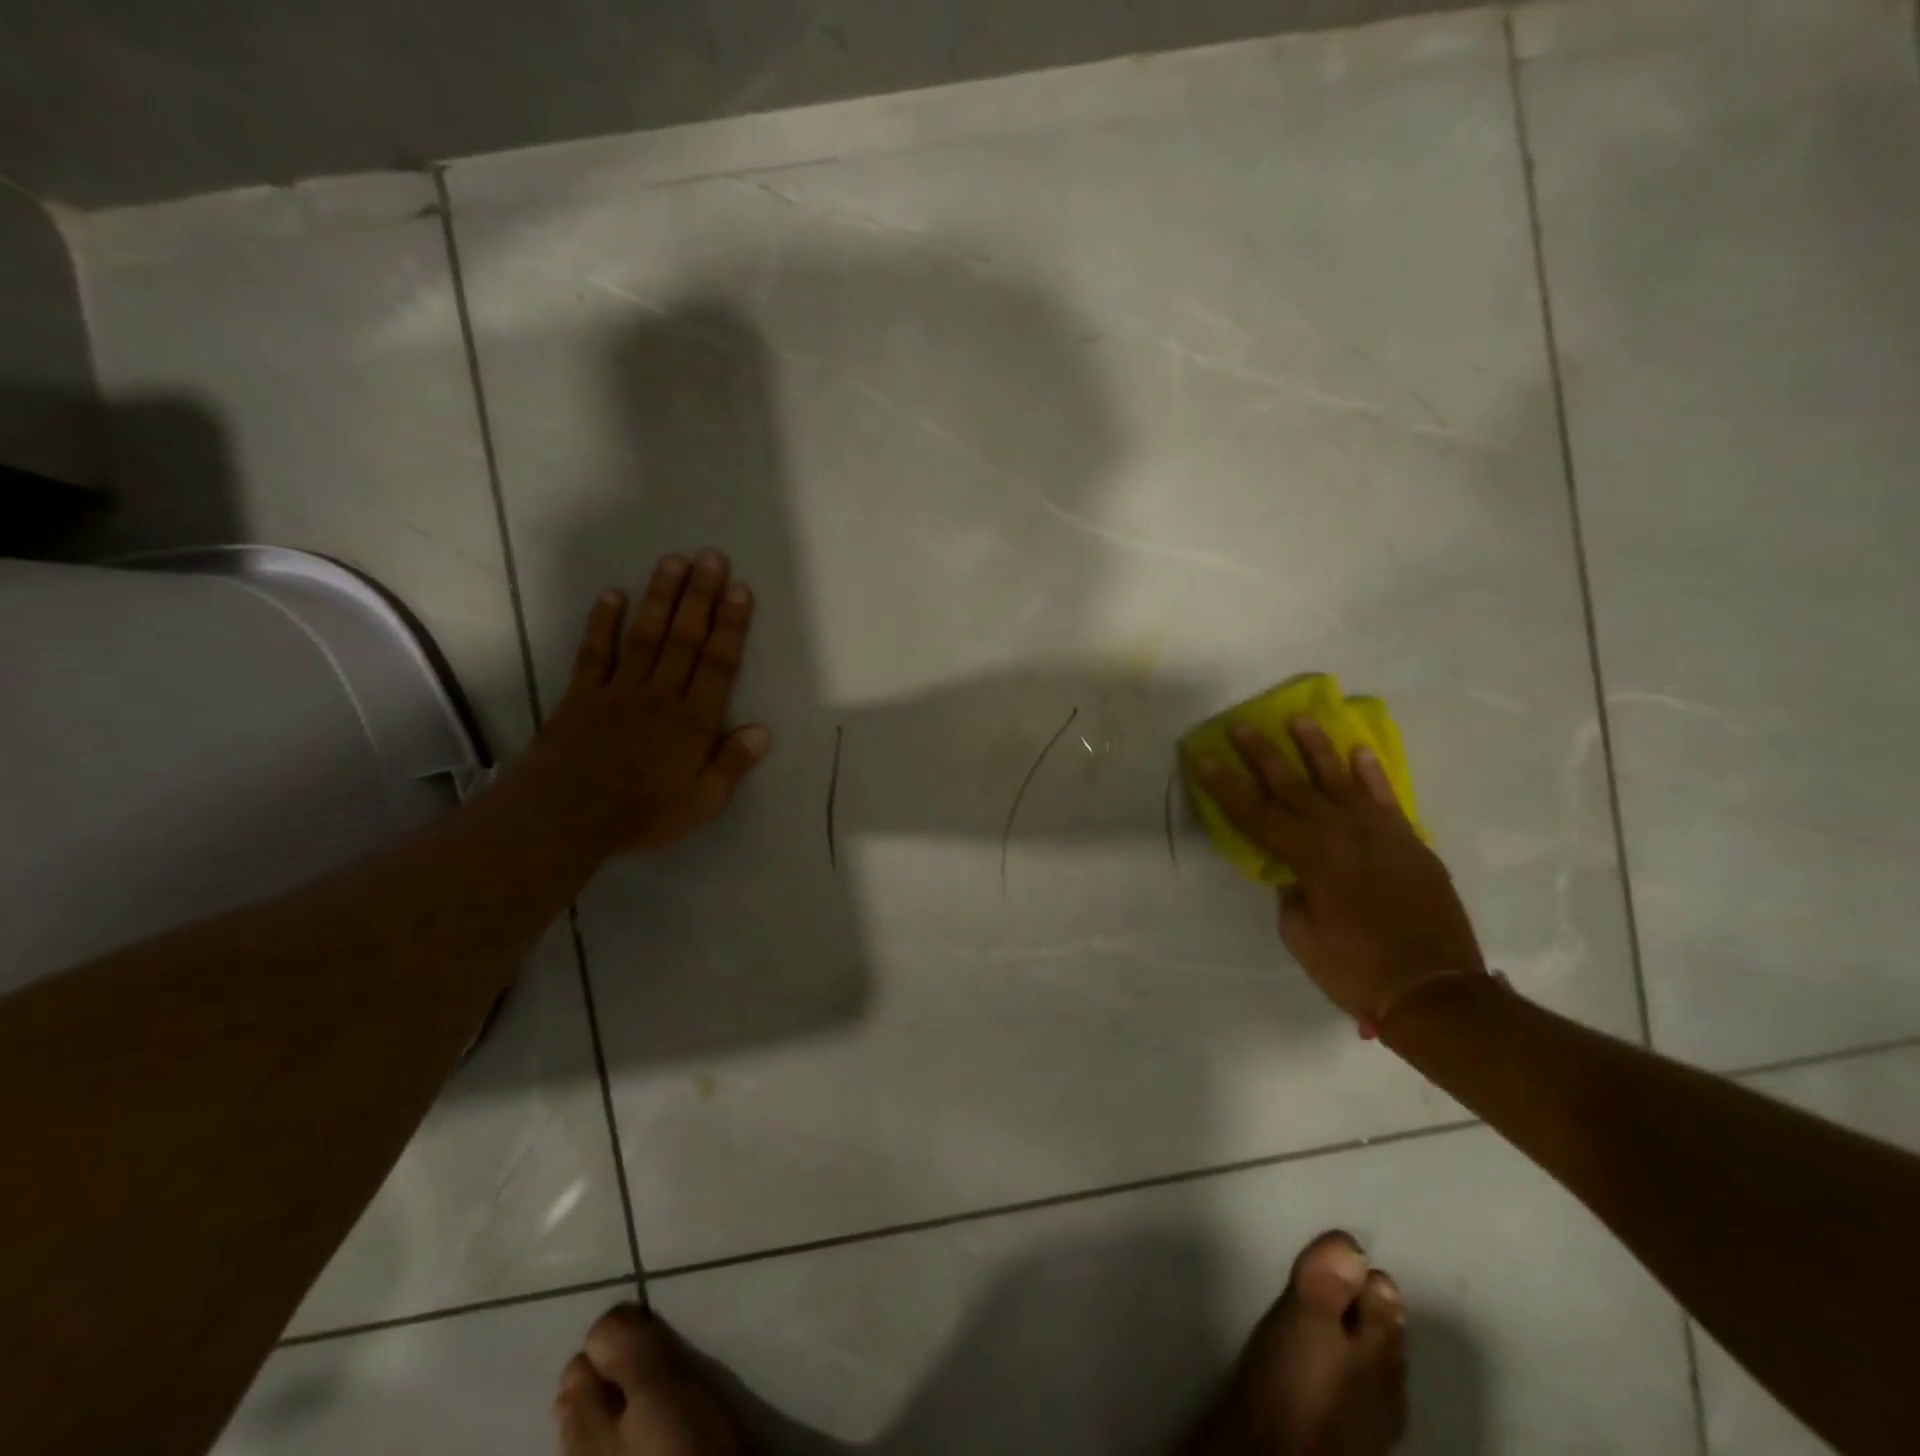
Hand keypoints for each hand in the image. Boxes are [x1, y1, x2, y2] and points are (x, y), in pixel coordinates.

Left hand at [528, 550, 771, 855]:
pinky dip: (604, 622)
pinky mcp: (583, 695)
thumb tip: (762, 730)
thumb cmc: (641, 815)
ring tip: (673, 561)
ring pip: (645, 636)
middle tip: (711, 557)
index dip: (731, 626)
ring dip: (660, 597)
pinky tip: (613, 594)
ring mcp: (619, 691)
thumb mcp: (702, 803)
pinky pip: (595, 652)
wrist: (564, 818)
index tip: (740, 591)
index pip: (718, 665)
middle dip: (700, 597)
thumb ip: (732, 765)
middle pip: (685, 639)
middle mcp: (660, 696)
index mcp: (693, 722)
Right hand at [1190, 718, 1484, 1033]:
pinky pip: (1386, 798)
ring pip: (1341, 780)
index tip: (1204, 758)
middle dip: (1263, 755)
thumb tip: (1293, 871)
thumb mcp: (1302, 936)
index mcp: (1311, 858)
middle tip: (1243, 726)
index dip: (1226, 786)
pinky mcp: (1409, 842)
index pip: (1256, 814)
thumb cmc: (1357, 969)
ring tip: (1300, 719)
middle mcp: (1343, 834)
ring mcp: (1380, 834)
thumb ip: (1291, 893)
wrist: (1437, 991)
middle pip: (1293, 786)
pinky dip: (1372, 774)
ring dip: (1317, 748)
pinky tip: (1359, 751)